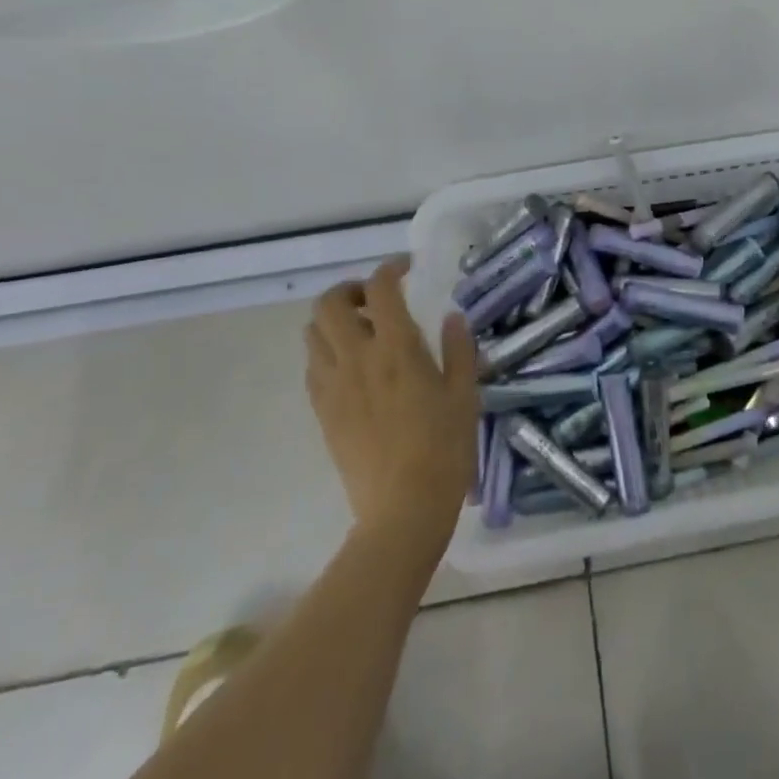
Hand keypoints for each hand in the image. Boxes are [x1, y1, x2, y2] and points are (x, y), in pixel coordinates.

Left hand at [305, 258, 478, 546]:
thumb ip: (459, 349)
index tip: (407, 270)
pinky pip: (312, 367)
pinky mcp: (322, 412)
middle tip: (376, 300)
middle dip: (350, 290)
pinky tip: (354, 368)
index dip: (390, 269)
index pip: (380, 289)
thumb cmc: (445, 448)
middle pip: (329, 303)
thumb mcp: (465, 394)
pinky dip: (327, 352)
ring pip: (313, 333)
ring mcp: (334, 386)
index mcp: (397, 349)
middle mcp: (357, 358)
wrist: (403, 509)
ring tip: (363, 331)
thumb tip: (452, 317)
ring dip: (334, 320)